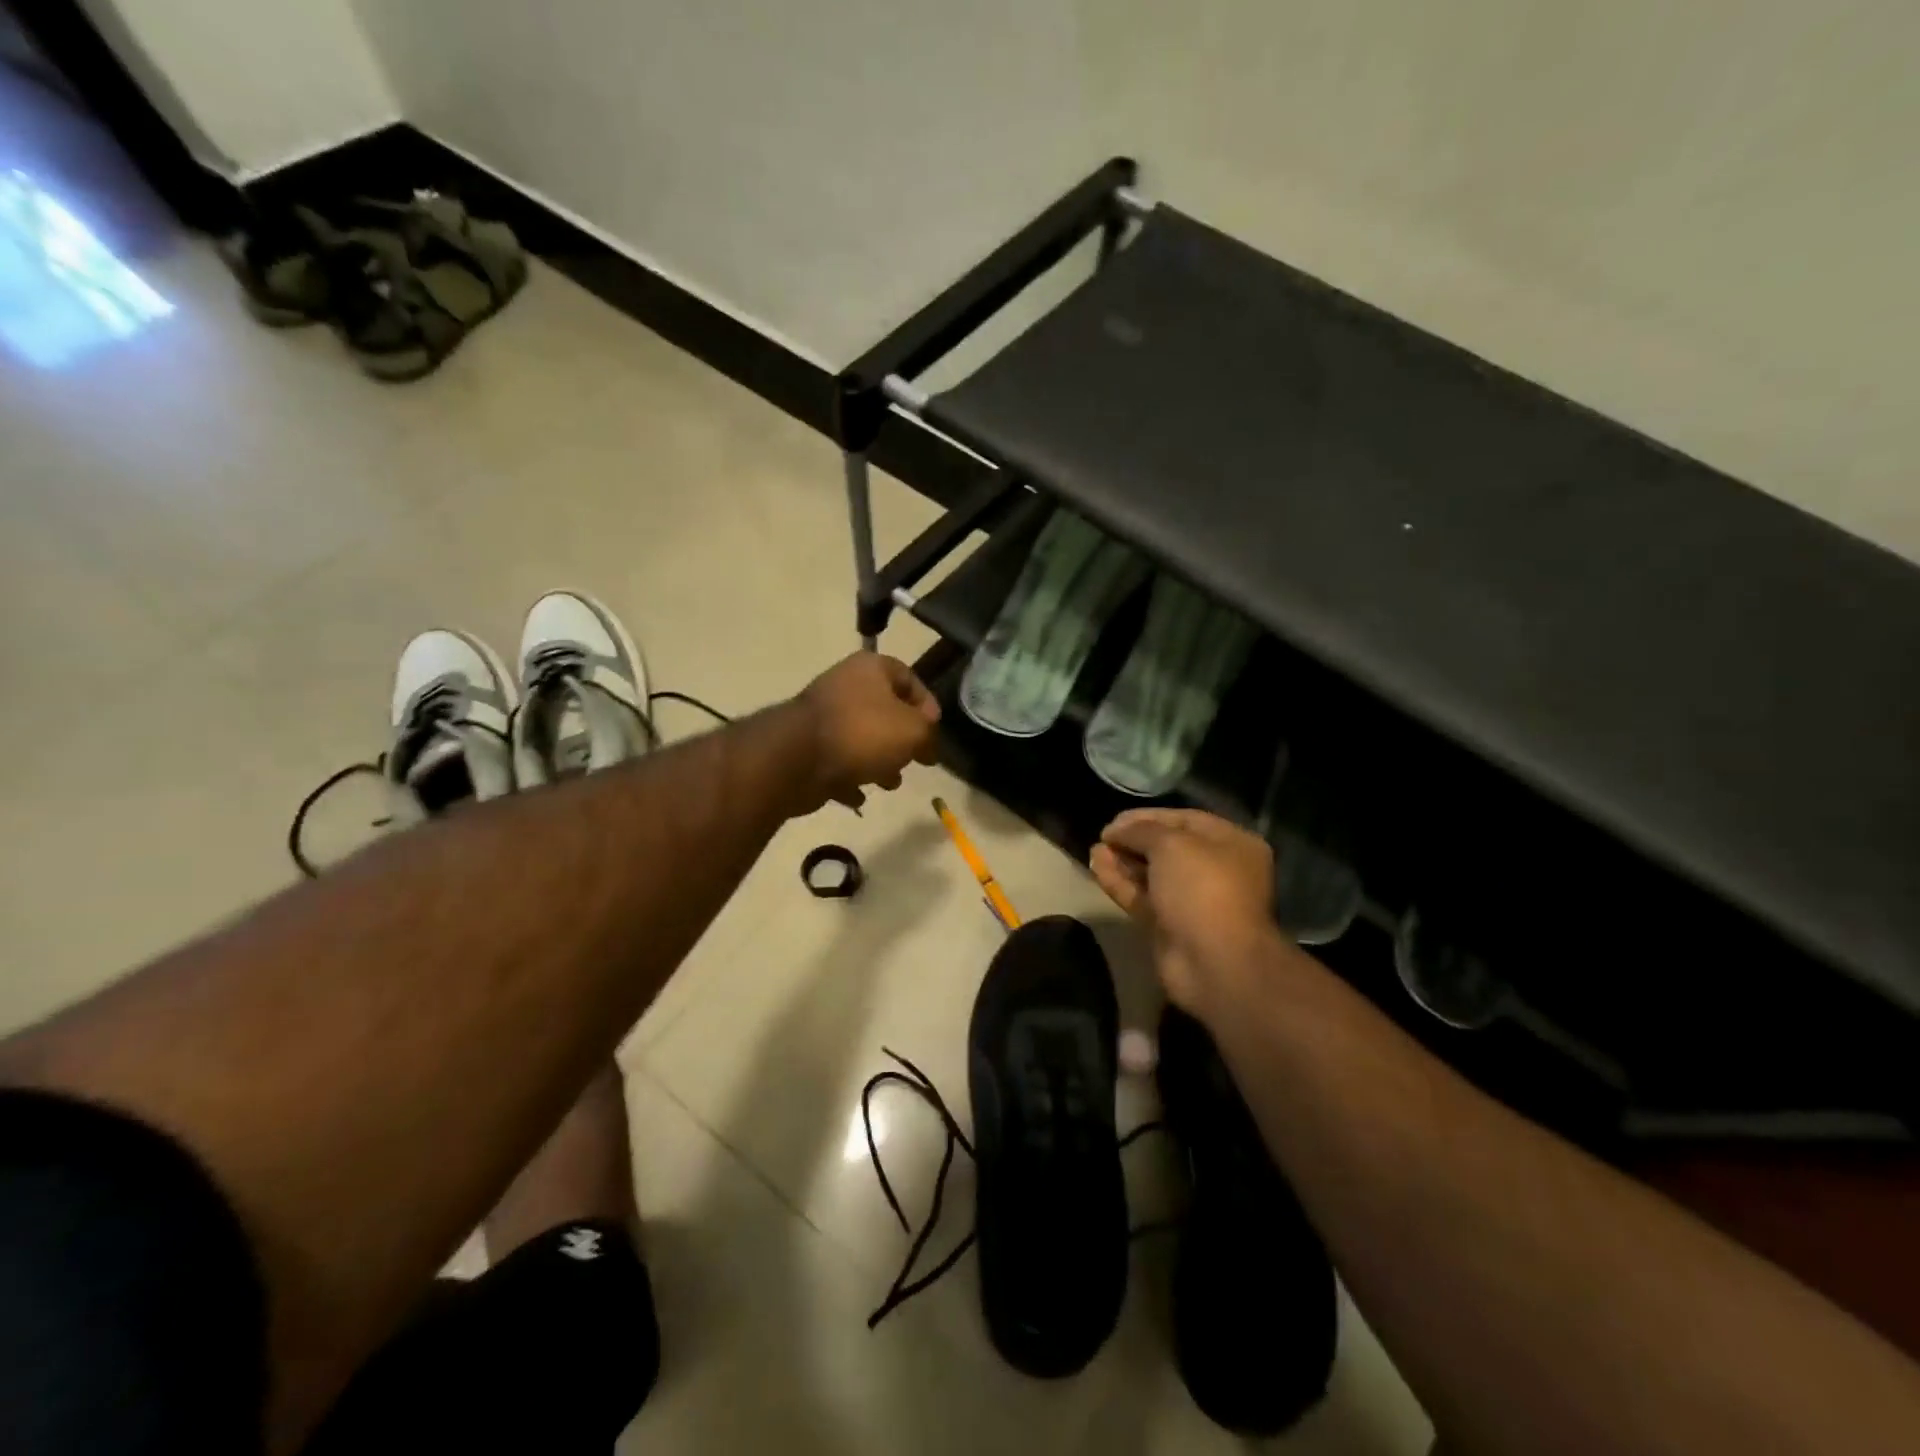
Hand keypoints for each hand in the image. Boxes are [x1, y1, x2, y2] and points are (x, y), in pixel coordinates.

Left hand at [796, 652, 940, 811]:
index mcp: (870, 668)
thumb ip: (929, 735)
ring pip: (860, 738)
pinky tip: (859, 796)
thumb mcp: (914, 731)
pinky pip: (836, 763)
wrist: (798, 758)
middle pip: (883, 710)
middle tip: (914, 760)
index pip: (908, 677)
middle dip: (901, 739)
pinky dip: (849, 779)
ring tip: (889, 783)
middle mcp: (844, 686)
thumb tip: (927, 747)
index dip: (927, 704)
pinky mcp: (806, 748)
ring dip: (878, 761)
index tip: (934, 731)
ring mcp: (821, 718)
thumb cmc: (864, 733)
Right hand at [1090, 808, 1283, 1017]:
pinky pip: (1142, 897)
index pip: (1185, 820)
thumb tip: (1115, 830)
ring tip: (1093, 849)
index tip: (1115, 819)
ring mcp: (1192, 901)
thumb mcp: (1171, 844)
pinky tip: (1096, 867)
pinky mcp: (1170, 926)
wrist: (1213, 962)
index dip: (1148, 816)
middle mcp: (1216, 870)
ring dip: (1123, 861)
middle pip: (1167, 848)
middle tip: (1103, 835)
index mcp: (1231, 844)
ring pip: (1152, 874)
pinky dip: (1120, 882)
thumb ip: (1140, 830)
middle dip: (1133, 840)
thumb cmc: (1202, 888)